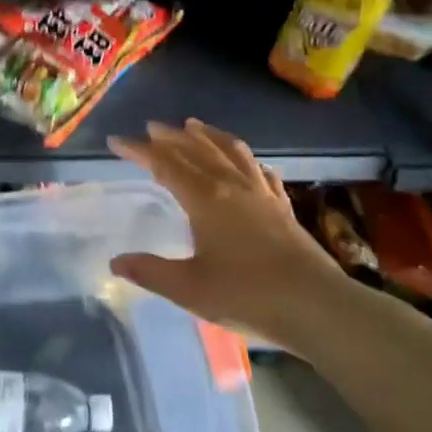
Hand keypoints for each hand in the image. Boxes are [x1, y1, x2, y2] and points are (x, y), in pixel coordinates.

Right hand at [107, 119, 343, 341]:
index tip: (116, 141)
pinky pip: (260, 171)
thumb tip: (115, 262)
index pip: (165, 164)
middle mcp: (232, 185)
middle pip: (197, 150)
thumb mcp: (189, 289)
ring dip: (209, 136)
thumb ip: (150, 272)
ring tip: (195, 125)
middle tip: (151, 127)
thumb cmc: (247, 295)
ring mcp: (261, 193)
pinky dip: (246, 159)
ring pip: (231, 152)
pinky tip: (247, 162)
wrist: (316, 306)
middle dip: (171, 137)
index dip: (138, 151)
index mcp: (205, 198)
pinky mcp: (283, 206)